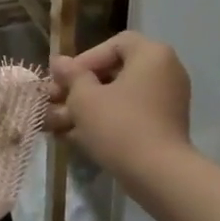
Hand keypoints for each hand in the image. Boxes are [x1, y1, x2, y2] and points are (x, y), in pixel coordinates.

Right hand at [47, 32, 191, 175]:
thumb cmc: (119, 125)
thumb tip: (60, 62)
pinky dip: (104, 122)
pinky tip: (73, 137)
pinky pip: (129, 116)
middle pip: (114, 72)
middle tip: (53, 102)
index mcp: (152, 55)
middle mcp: (164, 72)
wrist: (158, 175)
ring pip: (118, 98)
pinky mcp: (162, 127)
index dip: (85, 59)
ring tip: (55, 124)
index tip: (64, 80)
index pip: (114, 45)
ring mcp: (166, 102)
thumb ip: (71, 76)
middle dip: (79, 89)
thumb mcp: (85, 98)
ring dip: (85, 109)